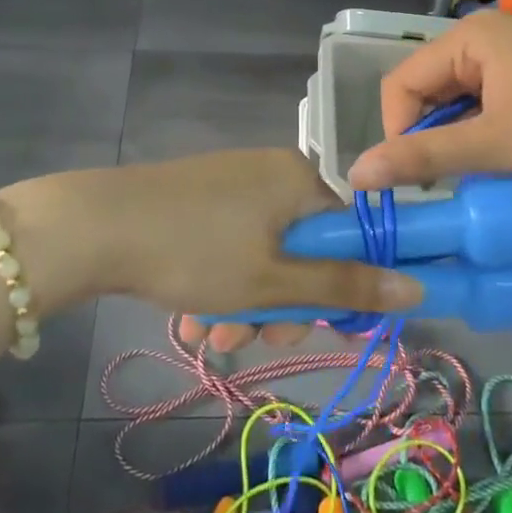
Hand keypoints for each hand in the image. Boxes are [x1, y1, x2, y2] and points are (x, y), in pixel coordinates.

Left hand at [0, 149, 420, 349]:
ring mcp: (232, 184)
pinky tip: (193, 318)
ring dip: (247, 305)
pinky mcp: (200, 199)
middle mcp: (271, 173)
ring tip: (212, 336)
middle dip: (283, 305)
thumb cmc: (195, 252)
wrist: (94, 227)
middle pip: (304, 250)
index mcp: (299, 180)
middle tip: (255, 339)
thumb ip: (345, 286)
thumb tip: (417, 289)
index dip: (343, 285)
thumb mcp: (273, 281)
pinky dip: (221, 284)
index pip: (350, 234)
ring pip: (263, 256)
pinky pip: (231, 246)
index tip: (322, 326)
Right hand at [348, 9, 511, 191]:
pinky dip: (482, 134)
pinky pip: (485, 105)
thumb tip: (355, 174)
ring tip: (472, 174)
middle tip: (443, 181)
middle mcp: (485, 38)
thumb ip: (422, 157)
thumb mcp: (494, 145)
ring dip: (456, 139)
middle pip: (427, 90)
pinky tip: (499, 161)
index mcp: (469, 37)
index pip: (401, 83)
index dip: (397, 131)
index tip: (416, 177)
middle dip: (428, 136)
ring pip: (457, 102)